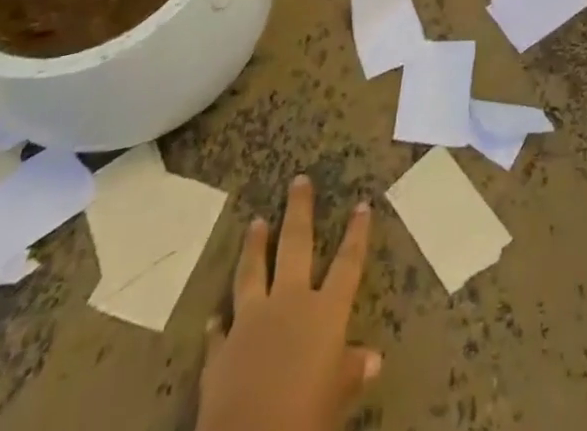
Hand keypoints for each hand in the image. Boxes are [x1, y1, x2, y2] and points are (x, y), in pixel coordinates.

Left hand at [195, 176, 380, 430]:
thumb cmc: (305, 418)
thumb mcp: (336, 398)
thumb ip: (350, 372)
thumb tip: (373, 359)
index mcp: (324, 313)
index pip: (348, 263)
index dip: (356, 234)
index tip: (362, 203)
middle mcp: (289, 304)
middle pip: (296, 247)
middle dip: (299, 212)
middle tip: (298, 180)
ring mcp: (251, 322)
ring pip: (253, 273)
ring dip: (255, 247)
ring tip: (256, 222)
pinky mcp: (220, 351)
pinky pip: (219, 330)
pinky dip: (218, 322)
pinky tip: (214, 316)